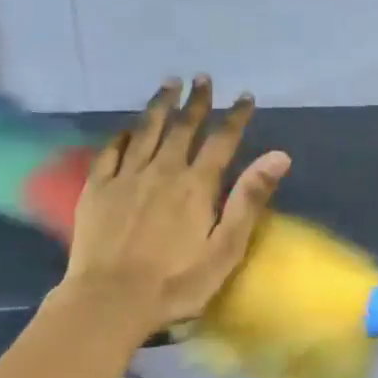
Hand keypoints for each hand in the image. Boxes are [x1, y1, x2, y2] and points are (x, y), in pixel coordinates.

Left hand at [62, 77, 289, 330]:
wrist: (111, 299)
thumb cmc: (177, 282)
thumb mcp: (226, 248)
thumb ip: (249, 200)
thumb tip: (278, 156)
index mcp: (196, 186)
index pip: (221, 141)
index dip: (235, 117)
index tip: (245, 96)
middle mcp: (162, 171)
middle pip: (183, 128)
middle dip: (196, 102)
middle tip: (203, 79)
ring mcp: (126, 177)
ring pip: (146, 131)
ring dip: (160, 105)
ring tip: (169, 83)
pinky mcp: (98, 189)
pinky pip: (111, 151)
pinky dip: (123, 134)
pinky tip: (128, 127)